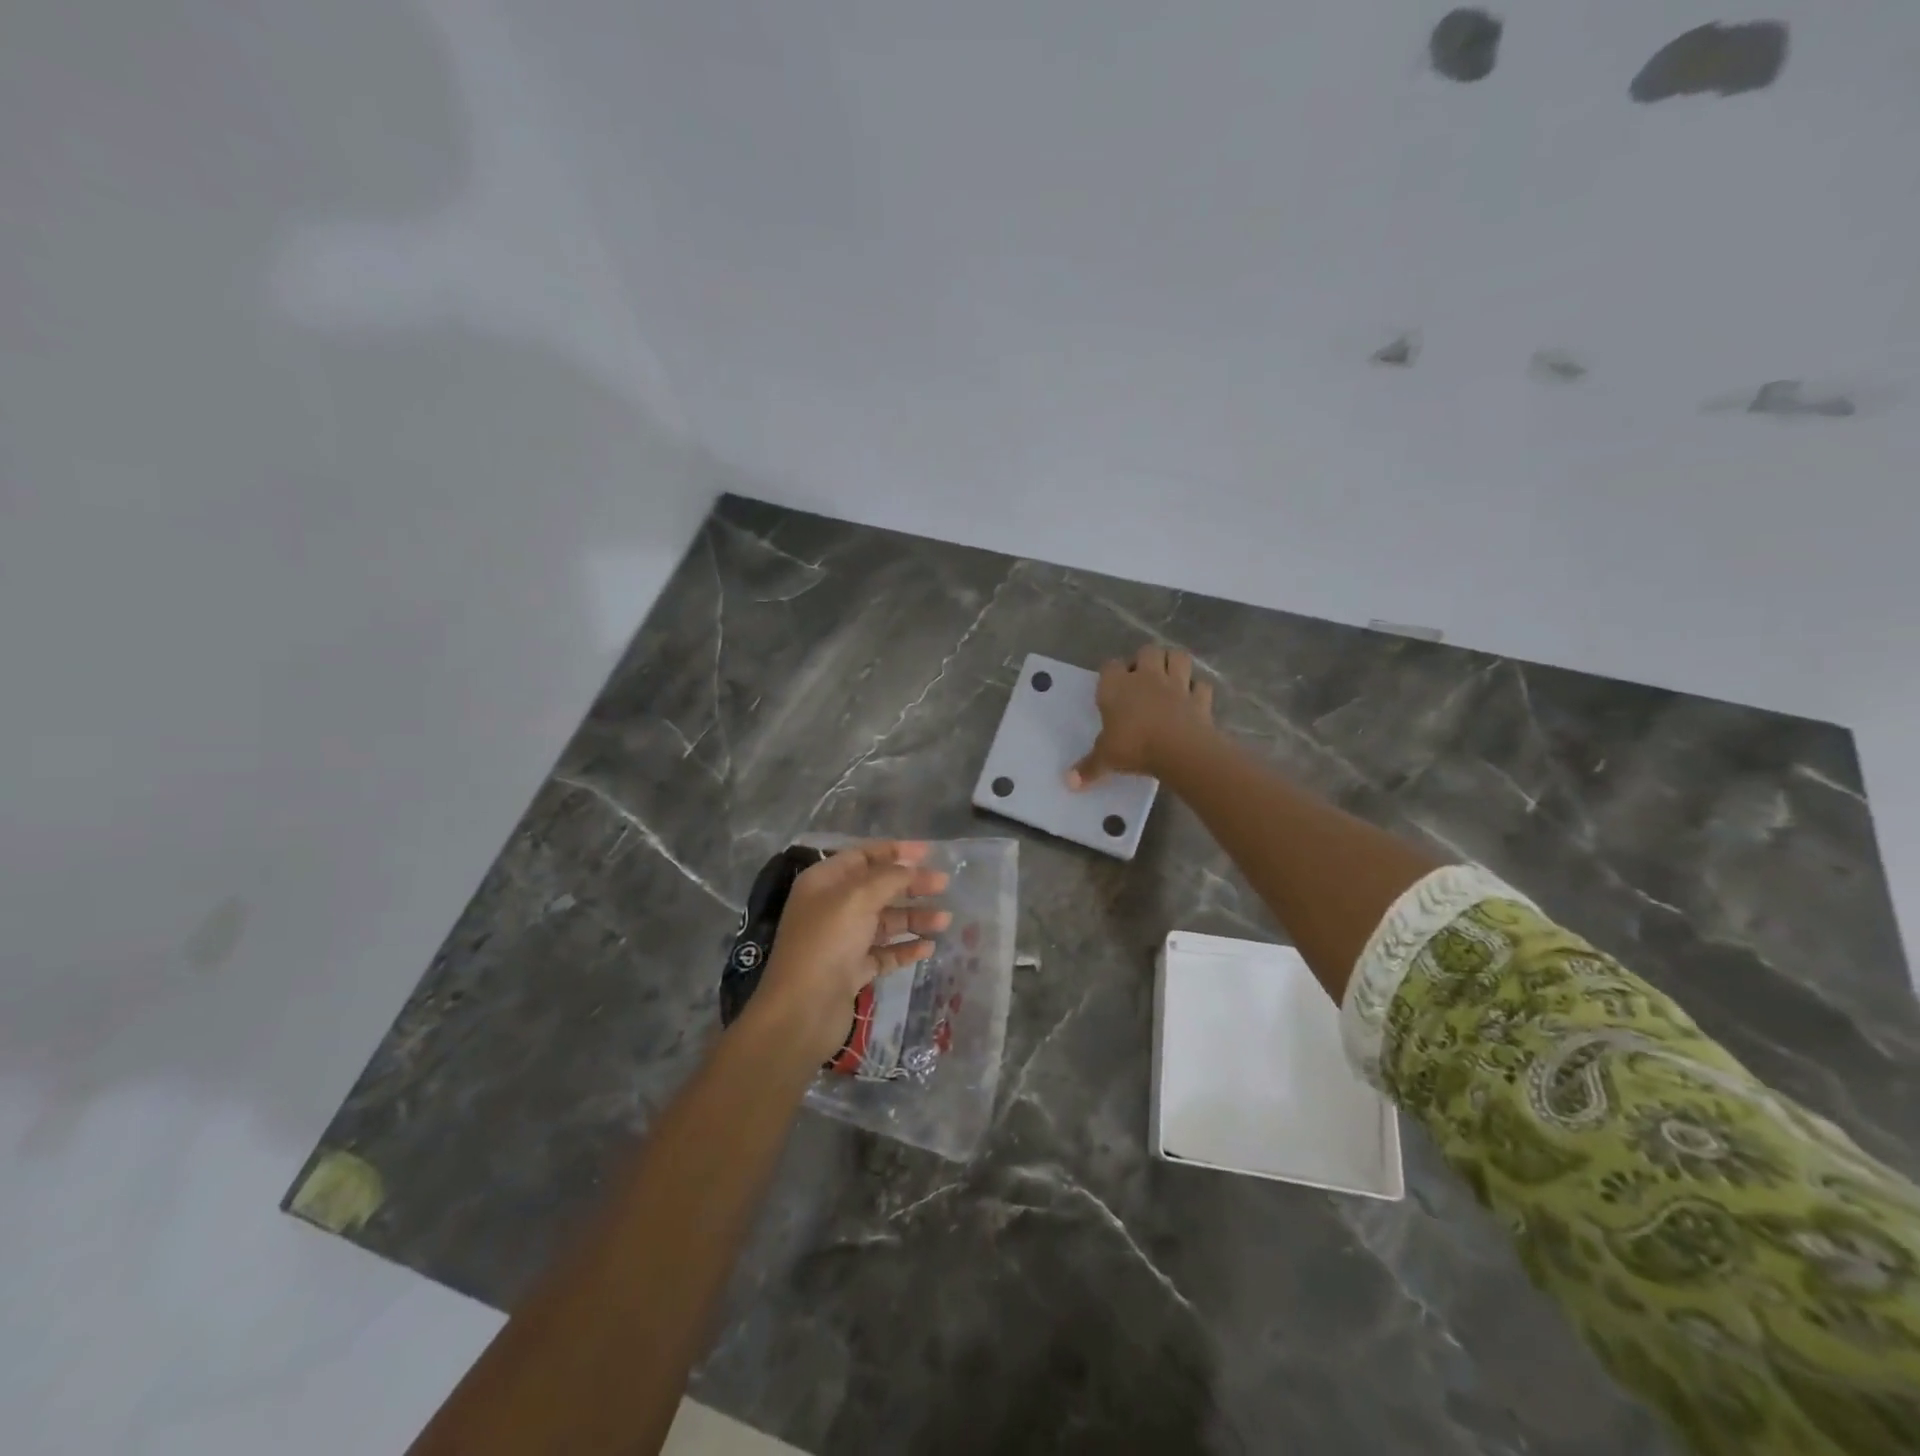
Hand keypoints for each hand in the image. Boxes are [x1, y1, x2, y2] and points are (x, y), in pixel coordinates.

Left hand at [754, 841, 950, 1065]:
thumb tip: (911, 868)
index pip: (863, 856)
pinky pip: (884, 952)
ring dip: (914, 918)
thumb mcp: (858, 898)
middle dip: (911, 884)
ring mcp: (842, 940)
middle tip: (944, 884)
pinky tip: (929, 948)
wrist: (802, 1011)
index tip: (929, 853)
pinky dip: (905, 948)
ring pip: (885, 922)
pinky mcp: (852, 970)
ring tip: (945, 920)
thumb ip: (889, 878)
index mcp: (824, 882)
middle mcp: (831, 907)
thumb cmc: (827, 942)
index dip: (895, 851)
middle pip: (878, 888)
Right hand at [1068, 644, 1214, 786]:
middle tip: (1142, 678)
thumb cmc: (1134, 746)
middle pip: (1147, 651)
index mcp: (1117, 686)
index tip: (1111, 687)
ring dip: (1174, 662)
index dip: (1111, 673)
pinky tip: (1192, 699)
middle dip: (1145, 659)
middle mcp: (1147, 677)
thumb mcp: (1106, 759)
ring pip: (1178, 657)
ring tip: (1168, 677)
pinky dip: (1197, 689)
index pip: (1110, 666)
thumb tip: (1069, 782)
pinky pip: (1201, 686)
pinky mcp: (1200, 698)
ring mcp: (1177, 685)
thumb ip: (1088, 767)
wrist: (1179, 749)